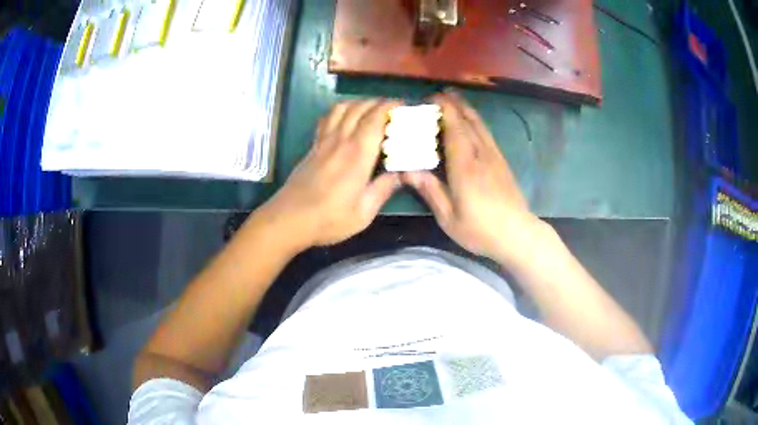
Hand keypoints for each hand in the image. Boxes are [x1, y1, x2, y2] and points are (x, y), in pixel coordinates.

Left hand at [259, 99, 402, 247]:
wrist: (289, 219)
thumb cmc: (328, 219)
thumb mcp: (363, 212)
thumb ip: (383, 189)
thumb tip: (401, 173)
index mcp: (357, 154)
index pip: (375, 118)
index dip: (390, 107)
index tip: (403, 106)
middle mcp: (340, 140)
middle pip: (359, 108)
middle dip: (378, 102)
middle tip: (392, 110)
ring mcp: (323, 141)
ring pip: (341, 108)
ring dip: (358, 103)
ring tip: (371, 111)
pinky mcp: (313, 146)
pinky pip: (326, 118)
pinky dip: (339, 111)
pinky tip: (345, 120)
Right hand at [403, 92, 541, 264]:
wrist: (518, 234)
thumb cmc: (480, 229)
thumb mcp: (449, 217)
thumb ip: (430, 190)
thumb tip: (407, 170)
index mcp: (465, 166)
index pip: (454, 128)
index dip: (444, 110)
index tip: (430, 98)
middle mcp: (481, 154)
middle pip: (468, 121)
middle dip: (454, 104)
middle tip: (438, 94)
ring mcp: (494, 156)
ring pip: (480, 124)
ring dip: (466, 109)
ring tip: (454, 99)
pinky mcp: (502, 162)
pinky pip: (487, 134)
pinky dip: (477, 121)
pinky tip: (472, 122)